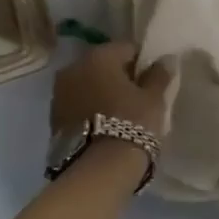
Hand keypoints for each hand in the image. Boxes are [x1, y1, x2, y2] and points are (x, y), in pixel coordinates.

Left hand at [51, 42, 173, 138]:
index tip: (153, 81)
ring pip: (89, 85)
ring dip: (103, 94)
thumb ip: (159, 74)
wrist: (98, 170)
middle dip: (120, 77)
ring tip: (122, 115)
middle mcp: (73, 67)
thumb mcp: (153, 98)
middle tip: (139, 98)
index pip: (127, 48)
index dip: (143, 63)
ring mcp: (59, 93)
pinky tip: (105, 126)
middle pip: (104, 65)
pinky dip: (91, 109)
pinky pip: (79, 104)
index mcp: (99, 56)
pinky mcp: (53, 118)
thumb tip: (165, 59)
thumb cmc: (131, 124)